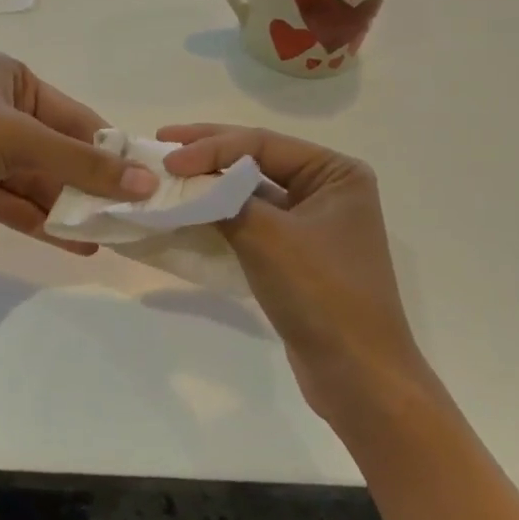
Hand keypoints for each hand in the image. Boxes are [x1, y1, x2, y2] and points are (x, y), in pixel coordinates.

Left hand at [0, 54, 156, 250]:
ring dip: (70, 208)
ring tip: (114, 236)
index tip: (147, 183)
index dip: (109, 151)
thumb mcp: (17, 138)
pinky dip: (43, 222)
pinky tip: (78, 243)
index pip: (75, 117)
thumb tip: (145, 183)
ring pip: (38, 182)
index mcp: (11, 79)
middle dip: (91, 185)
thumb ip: (81, 164)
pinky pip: (15, 204)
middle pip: (58, 151)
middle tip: (134, 218)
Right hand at [160, 125, 428, 422]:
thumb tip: (184, 181)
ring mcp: (312, 222)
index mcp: (336, 172)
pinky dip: (220, 213)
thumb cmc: (322, 294)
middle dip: (208, 152)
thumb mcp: (267, 237)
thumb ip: (224, 199)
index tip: (168, 158)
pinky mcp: (296, 253)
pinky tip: (189, 209)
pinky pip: (252, 221)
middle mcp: (327, 189)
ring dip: (211, 183)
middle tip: (161, 142)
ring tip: (168, 172)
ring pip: (251, 191)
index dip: (211, 146)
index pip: (262, 143)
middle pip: (257, 159)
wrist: (358, 377)